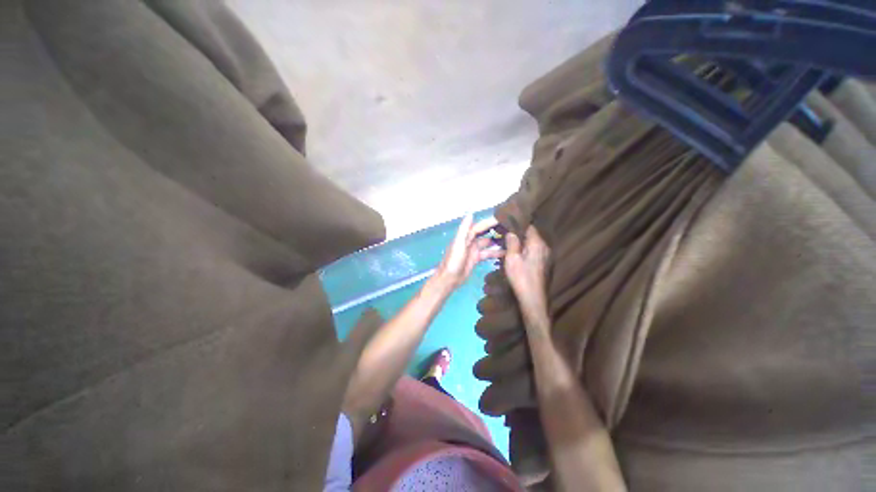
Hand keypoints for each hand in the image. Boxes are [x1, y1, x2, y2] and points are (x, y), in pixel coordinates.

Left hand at [436, 213, 504, 288]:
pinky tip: (506, 253)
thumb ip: (464, 229)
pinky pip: (488, 253)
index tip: (504, 218)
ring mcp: (473, 250)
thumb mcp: (458, 244)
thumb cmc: (453, 261)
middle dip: (496, 230)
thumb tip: (471, 213)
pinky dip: (495, 253)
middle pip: (485, 233)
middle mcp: (470, 241)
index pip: (480, 226)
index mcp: (466, 236)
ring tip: (512, 240)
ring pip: (488, 243)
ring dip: (498, 242)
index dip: (491, 221)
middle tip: (511, 228)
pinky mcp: (476, 259)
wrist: (449, 279)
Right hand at [505, 225, 550, 328]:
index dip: (517, 223)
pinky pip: (533, 251)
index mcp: (537, 243)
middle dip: (518, 233)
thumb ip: (512, 243)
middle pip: (531, 234)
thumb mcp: (512, 259)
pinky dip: (525, 249)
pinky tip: (515, 254)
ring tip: (507, 243)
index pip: (529, 226)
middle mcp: (544, 247)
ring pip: (532, 243)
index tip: (506, 223)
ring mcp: (546, 256)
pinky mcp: (544, 263)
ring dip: (521, 242)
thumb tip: (511, 232)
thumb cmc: (521, 278)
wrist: (533, 299)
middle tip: (504, 233)